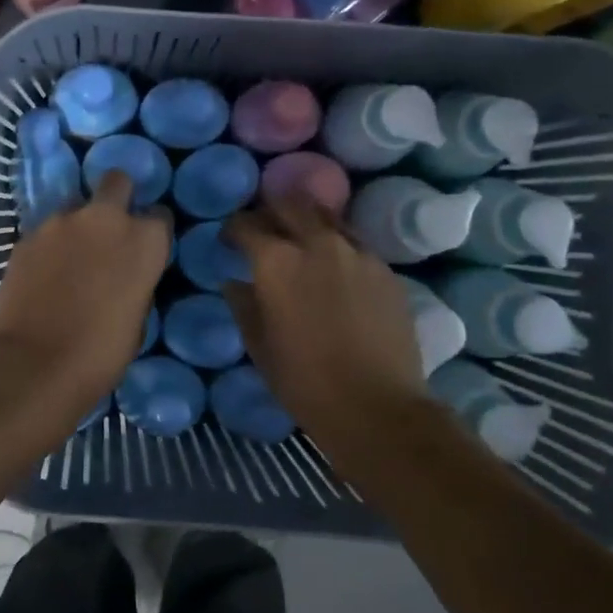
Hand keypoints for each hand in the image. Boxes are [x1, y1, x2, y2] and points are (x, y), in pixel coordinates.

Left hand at [0, 171, 170, 414]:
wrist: (34, 362)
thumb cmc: (100, 352)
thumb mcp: (137, 319)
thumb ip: (136, 282)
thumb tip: (126, 275)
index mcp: (143, 240)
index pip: (160, 216)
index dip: (152, 230)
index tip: (146, 247)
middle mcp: (104, 218)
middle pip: (117, 181)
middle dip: (118, 197)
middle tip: (110, 228)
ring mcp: (60, 222)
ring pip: (75, 206)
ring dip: (78, 224)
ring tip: (70, 258)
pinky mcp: (27, 235)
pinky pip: (46, 231)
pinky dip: (49, 245)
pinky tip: (44, 273)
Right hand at [223, 194, 425, 428]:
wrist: (377, 407)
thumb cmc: (304, 381)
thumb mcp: (258, 345)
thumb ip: (243, 305)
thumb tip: (234, 283)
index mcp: (277, 261)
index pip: (246, 225)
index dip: (233, 230)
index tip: (228, 241)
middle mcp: (316, 243)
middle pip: (289, 205)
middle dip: (270, 212)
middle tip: (264, 230)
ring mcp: (356, 252)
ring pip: (326, 216)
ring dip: (306, 221)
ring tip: (300, 239)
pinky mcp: (385, 269)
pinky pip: (354, 242)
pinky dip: (336, 244)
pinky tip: (334, 267)